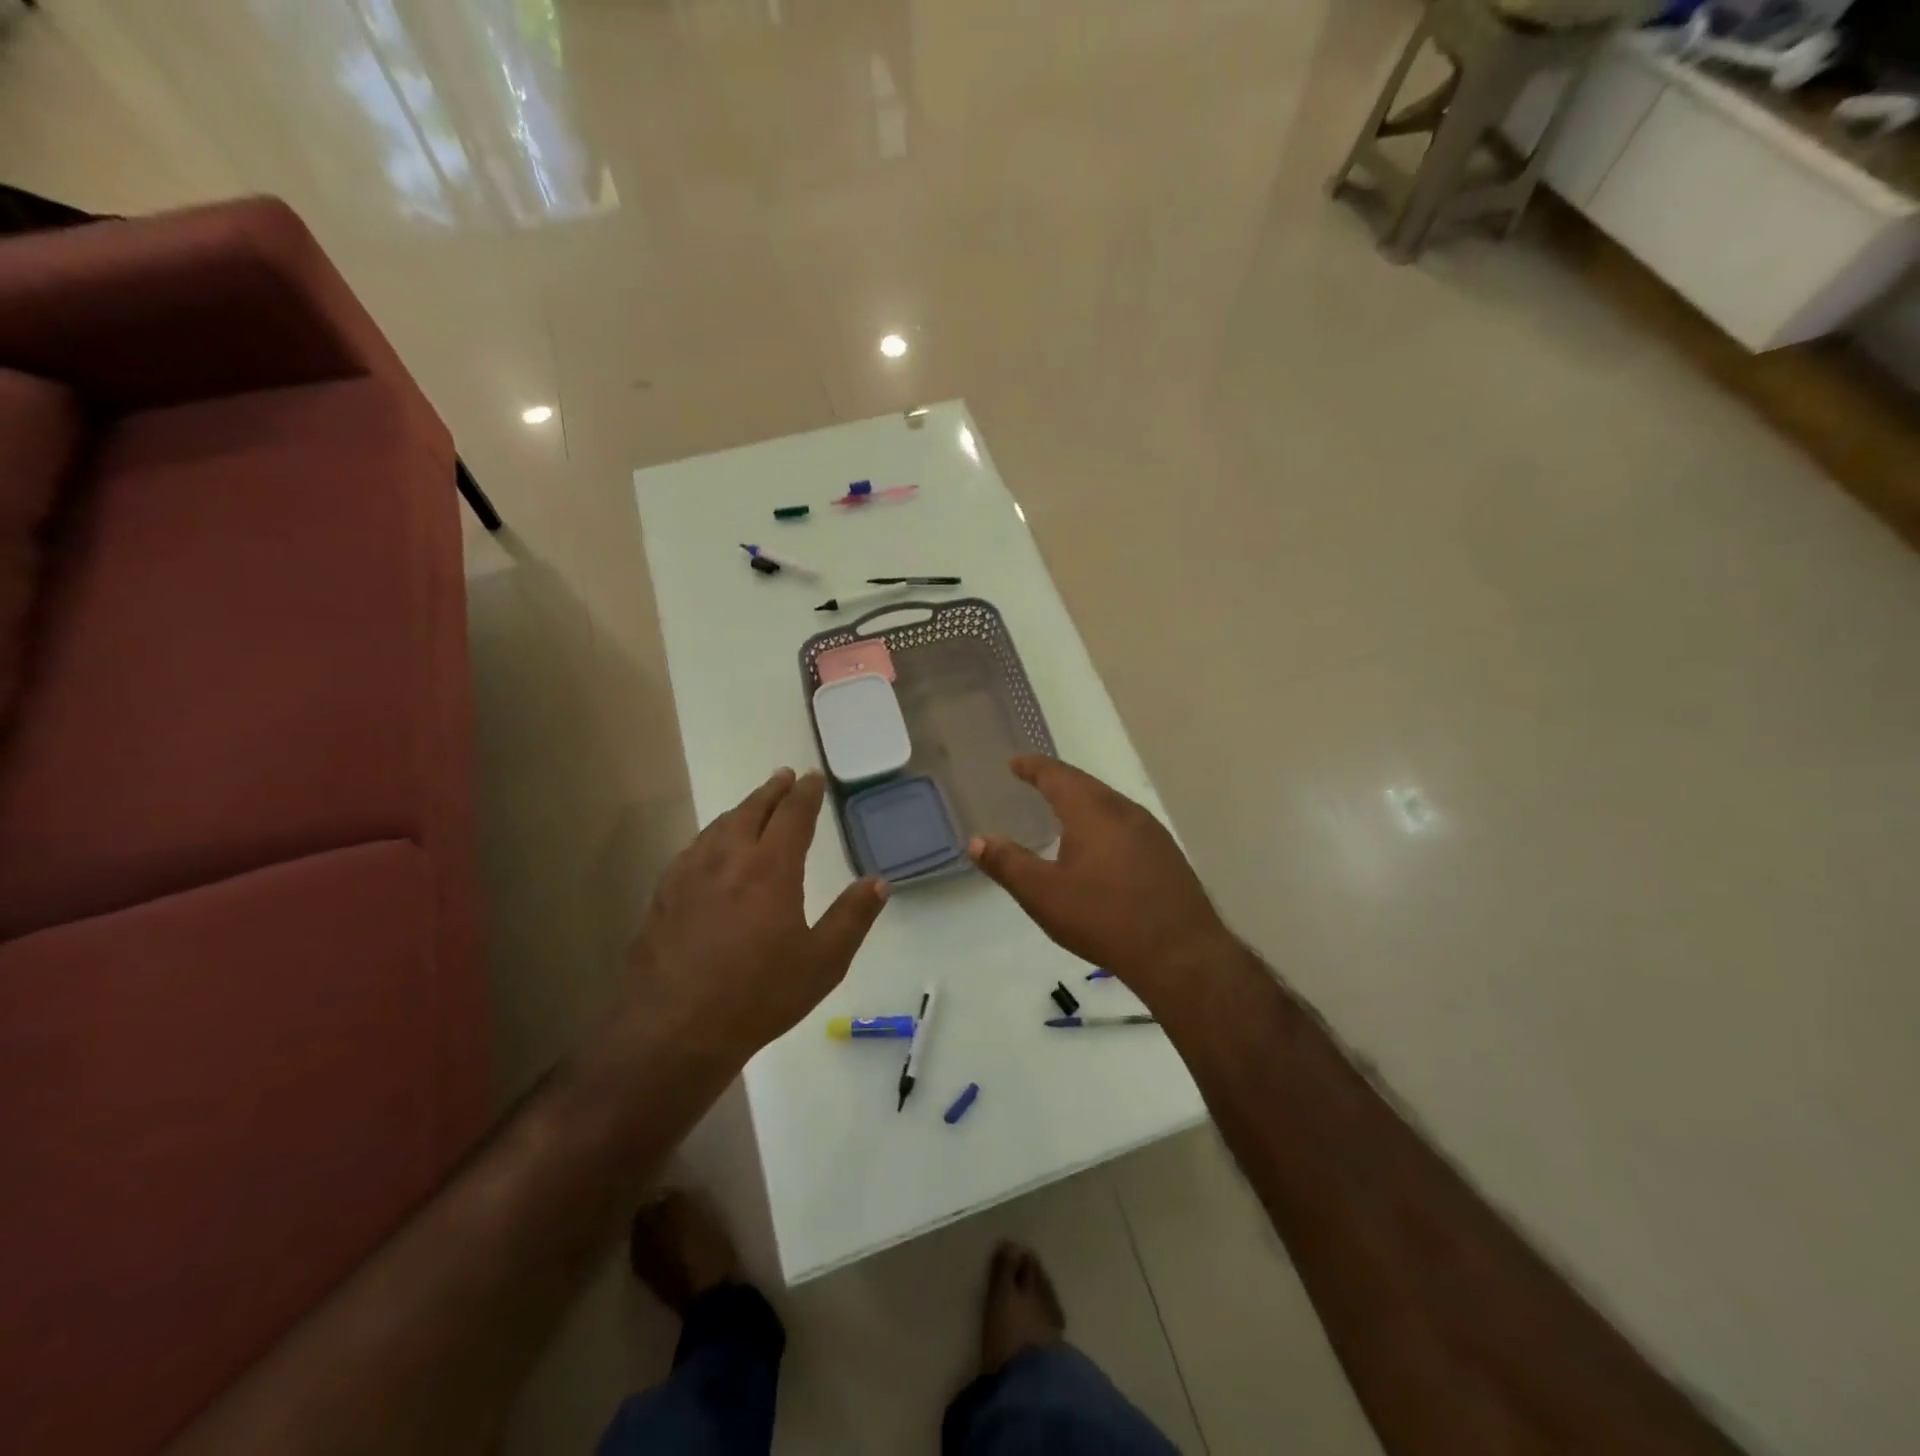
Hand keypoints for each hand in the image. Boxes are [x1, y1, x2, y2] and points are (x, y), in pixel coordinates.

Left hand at [623, 769, 887, 1058]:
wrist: (674, 1030)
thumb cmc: (759, 995)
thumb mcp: (823, 962)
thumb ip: (853, 917)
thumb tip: (879, 882)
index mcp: (771, 868)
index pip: (793, 815)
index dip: (806, 793)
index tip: (813, 778)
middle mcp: (728, 858)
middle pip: (752, 809)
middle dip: (772, 790)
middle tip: (784, 776)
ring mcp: (689, 874)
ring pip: (719, 825)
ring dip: (741, 809)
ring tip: (753, 805)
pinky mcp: (664, 894)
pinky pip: (693, 848)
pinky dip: (712, 835)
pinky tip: (711, 849)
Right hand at [969, 756, 1236, 1003]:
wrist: (1180, 953)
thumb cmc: (1103, 918)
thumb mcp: (1043, 894)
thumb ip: (1007, 864)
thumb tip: (976, 840)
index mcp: (1092, 811)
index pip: (1057, 776)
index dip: (1034, 767)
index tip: (1016, 763)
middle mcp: (1125, 811)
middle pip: (1087, 785)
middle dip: (1059, 781)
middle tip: (1035, 781)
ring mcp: (1152, 832)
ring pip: (1110, 804)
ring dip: (1084, 802)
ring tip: (1064, 810)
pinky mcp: (1167, 855)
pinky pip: (1127, 825)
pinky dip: (1104, 823)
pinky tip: (1101, 846)